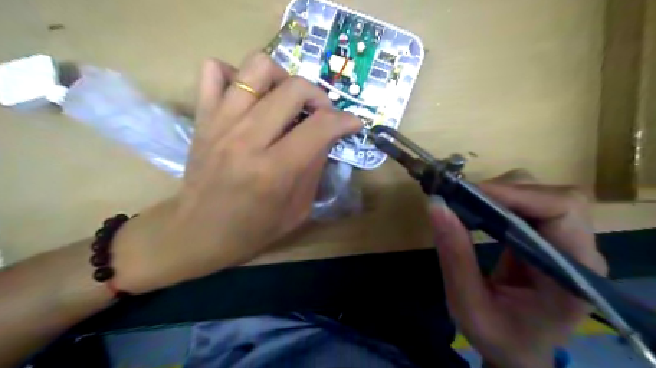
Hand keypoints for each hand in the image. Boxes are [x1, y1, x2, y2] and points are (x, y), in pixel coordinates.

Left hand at [111, 53, 360, 293]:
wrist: (196, 233)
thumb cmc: (251, 230)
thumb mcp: (298, 211)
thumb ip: (315, 169)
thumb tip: (327, 137)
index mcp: (274, 170)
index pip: (320, 126)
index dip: (345, 120)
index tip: (352, 123)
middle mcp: (247, 138)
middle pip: (294, 88)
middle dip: (320, 97)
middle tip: (321, 115)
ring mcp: (221, 122)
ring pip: (258, 68)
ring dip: (284, 79)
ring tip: (287, 101)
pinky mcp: (202, 117)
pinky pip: (215, 70)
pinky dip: (237, 75)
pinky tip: (250, 98)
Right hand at [428, 172, 607, 367]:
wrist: (520, 350)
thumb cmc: (500, 336)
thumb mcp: (468, 304)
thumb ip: (455, 257)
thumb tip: (437, 205)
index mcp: (572, 276)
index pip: (561, 212)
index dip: (516, 194)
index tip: (469, 194)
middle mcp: (580, 253)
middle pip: (554, 196)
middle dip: (505, 191)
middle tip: (463, 199)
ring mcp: (568, 243)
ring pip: (541, 194)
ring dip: (501, 193)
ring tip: (467, 205)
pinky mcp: (550, 237)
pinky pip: (529, 204)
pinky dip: (500, 200)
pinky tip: (478, 210)